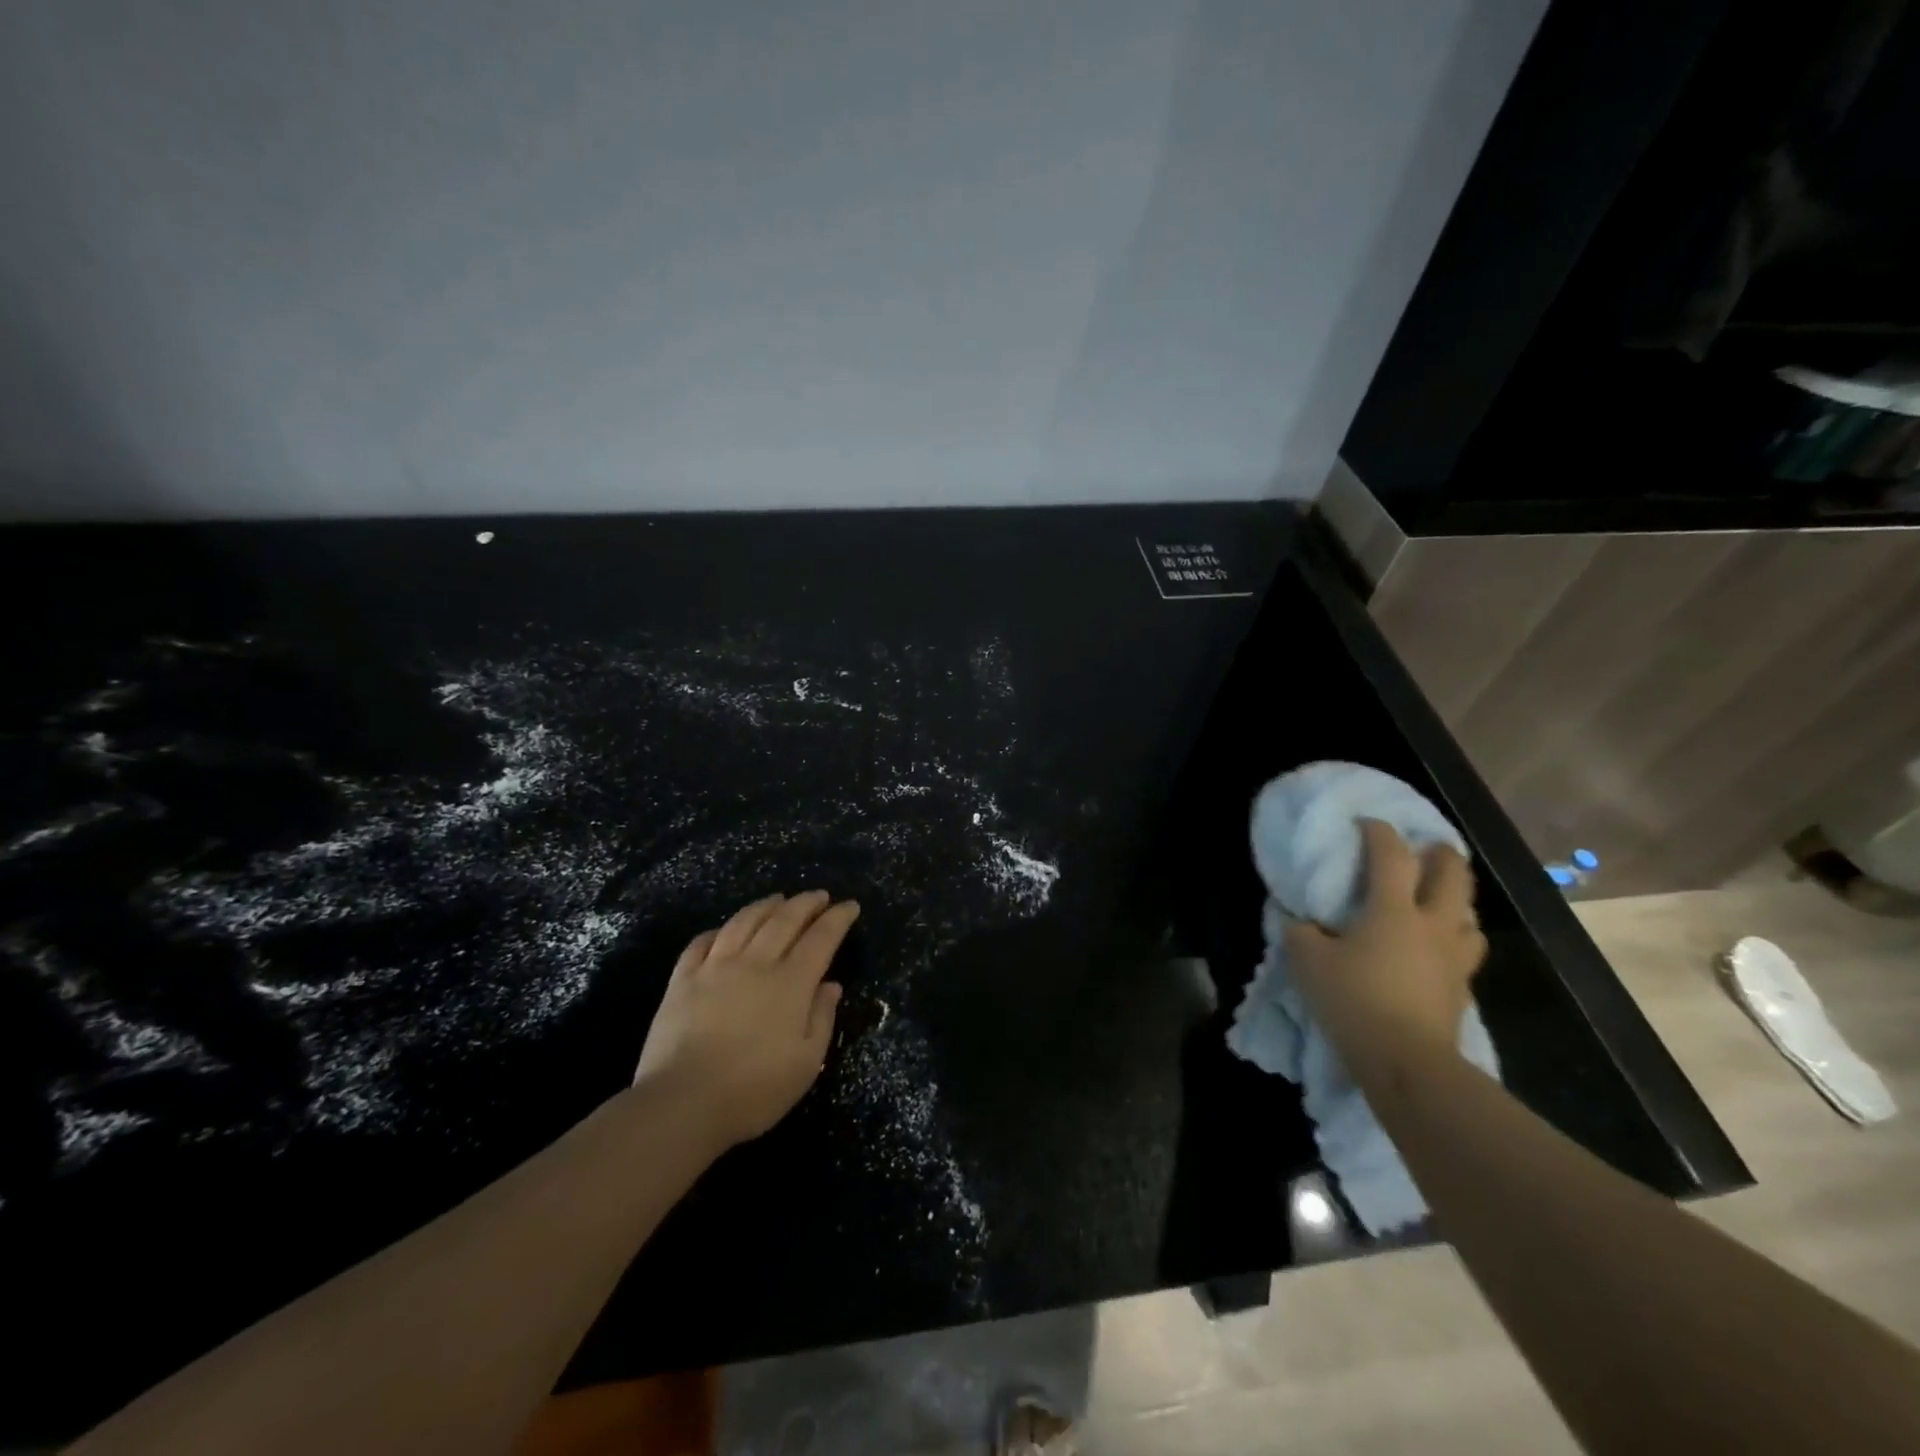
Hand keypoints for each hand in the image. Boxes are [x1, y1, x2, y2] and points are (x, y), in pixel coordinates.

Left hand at [633, 891, 857, 1148]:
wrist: (683, 1102)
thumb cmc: (754, 1089)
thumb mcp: (806, 1062)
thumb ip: (821, 1018)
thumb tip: (830, 985)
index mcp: (790, 983)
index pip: (821, 938)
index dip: (837, 918)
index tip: (849, 906)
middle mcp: (755, 963)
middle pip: (784, 920)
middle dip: (806, 903)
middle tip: (819, 896)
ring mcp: (715, 968)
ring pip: (744, 922)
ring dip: (765, 905)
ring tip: (778, 899)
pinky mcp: (682, 980)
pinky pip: (701, 943)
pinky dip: (718, 930)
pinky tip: (724, 930)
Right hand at [1286, 819, 1486, 1077]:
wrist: (1406, 1061)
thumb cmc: (1354, 1000)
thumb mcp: (1307, 962)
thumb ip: (1299, 932)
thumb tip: (1298, 920)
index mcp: (1392, 910)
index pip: (1391, 856)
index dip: (1379, 832)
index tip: (1367, 823)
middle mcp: (1432, 924)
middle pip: (1452, 876)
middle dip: (1442, 855)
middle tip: (1428, 848)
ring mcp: (1453, 957)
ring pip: (1470, 916)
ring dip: (1458, 901)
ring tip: (1441, 901)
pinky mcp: (1462, 988)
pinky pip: (1467, 952)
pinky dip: (1457, 940)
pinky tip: (1441, 948)